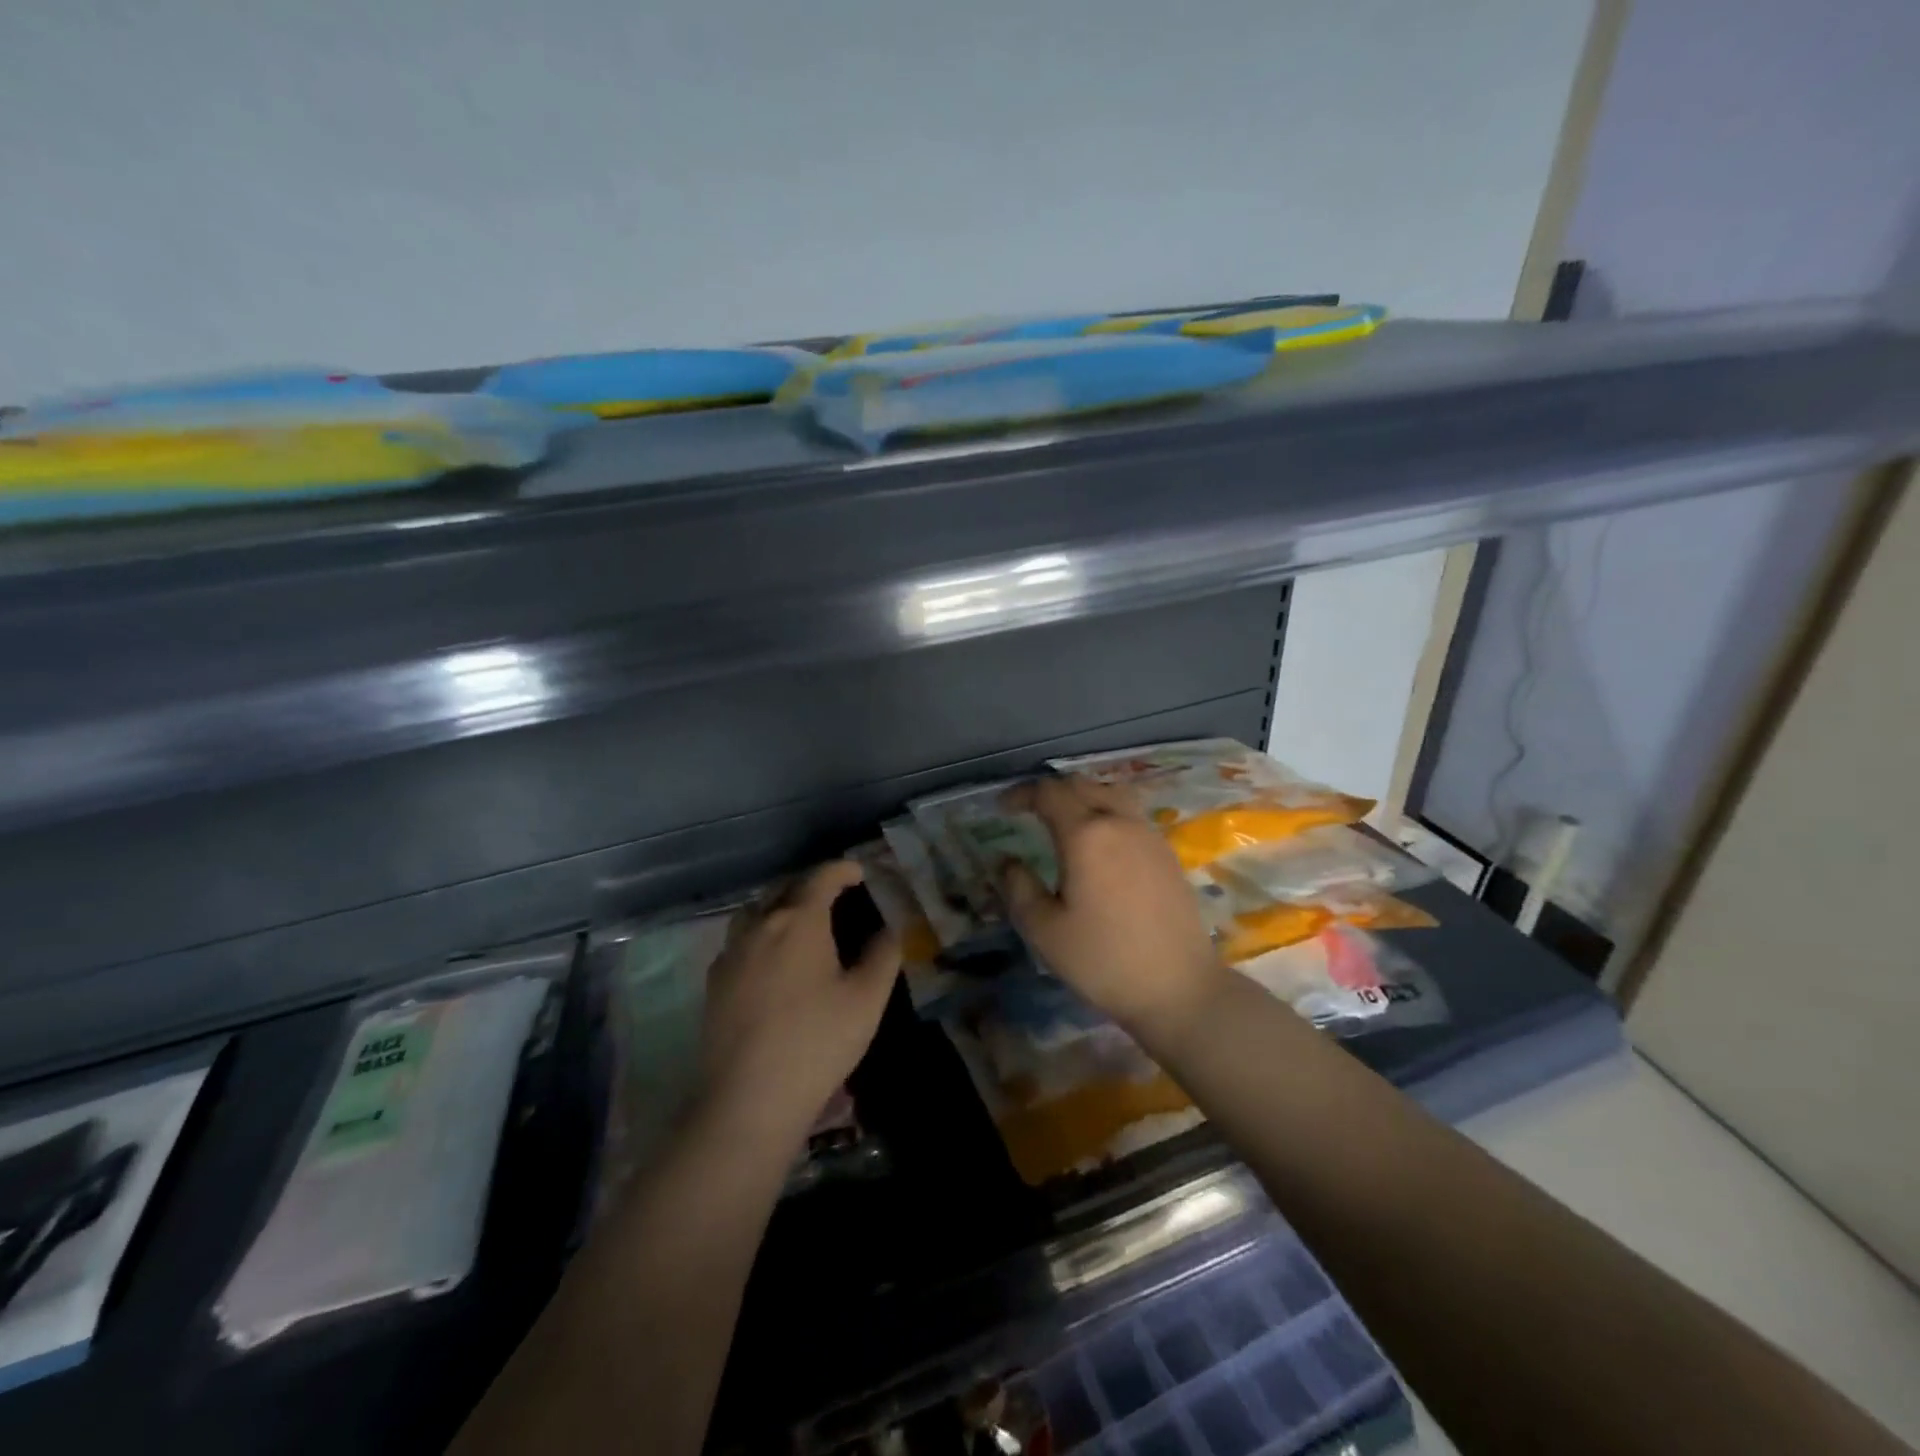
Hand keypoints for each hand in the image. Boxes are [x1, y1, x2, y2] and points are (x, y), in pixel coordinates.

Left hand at [699, 861, 899, 1143]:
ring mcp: (731, 953)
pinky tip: (768, 960)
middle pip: (784, 889)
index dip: (841, 869)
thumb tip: (888, 931)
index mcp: (799, 921)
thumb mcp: (867, 999)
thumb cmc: (817, 1042)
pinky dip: (758, 934)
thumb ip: (882, 956)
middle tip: (833, 895)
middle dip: (810, 884)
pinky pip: (738, 941)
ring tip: (797, 921)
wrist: (749, 1099)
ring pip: (755, 911)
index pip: (821, 878)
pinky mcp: (714, 982)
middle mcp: (760, 926)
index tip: (858, 872)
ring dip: (779, 906)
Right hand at [999, 775, 1229, 1039]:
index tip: (1002, 808)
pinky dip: (1106, 811)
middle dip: (1051, 791)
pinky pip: (1130, 813)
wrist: (1179, 988)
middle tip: (1029, 810)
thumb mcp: (1045, 930)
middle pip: (1082, 785)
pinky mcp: (1166, 853)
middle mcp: (1120, 822)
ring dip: (1082, 796)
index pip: (1049, 793)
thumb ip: (1018, 888)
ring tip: (1064, 819)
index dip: (1022, 794)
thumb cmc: (1104, 960)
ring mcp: (1148, 835)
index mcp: (1086, 834)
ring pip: (1111, 793)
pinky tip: (1100, 843)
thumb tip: (1007, 862)